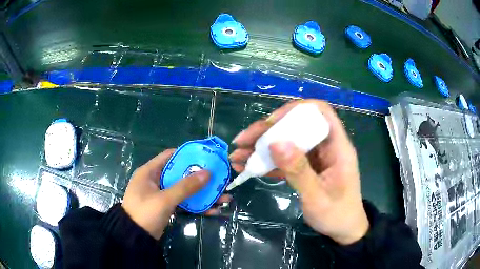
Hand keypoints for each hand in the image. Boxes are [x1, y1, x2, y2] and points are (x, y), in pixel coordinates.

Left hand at [122, 149, 231, 239]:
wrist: (135, 237)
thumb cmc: (145, 213)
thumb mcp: (164, 199)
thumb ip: (185, 187)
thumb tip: (208, 173)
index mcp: (150, 172)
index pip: (170, 156)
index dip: (188, 154)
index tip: (206, 157)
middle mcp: (155, 180)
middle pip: (181, 174)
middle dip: (201, 178)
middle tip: (219, 179)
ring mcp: (161, 195)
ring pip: (185, 190)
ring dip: (202, 194)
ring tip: (223, 197)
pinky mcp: (166, 207)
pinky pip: (184, 202)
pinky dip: (196, 205)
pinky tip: (213, 210)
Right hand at [229, 100, 368, 244]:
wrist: (343, 230)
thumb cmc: (336, 214)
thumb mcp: (317, 197)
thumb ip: (299, 171)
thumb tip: (276, 143)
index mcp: (337, 147)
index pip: (320, 112)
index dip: (296, 110)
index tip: (271, 123)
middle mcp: (326, 146)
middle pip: (297, 125)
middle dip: (268, 130)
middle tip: (243, 140)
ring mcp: (315, 157)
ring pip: (287, 141)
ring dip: (262, 146)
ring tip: (238, 154)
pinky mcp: (306, 167)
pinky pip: (285, 158)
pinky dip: (266, 161)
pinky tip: (247, 166)